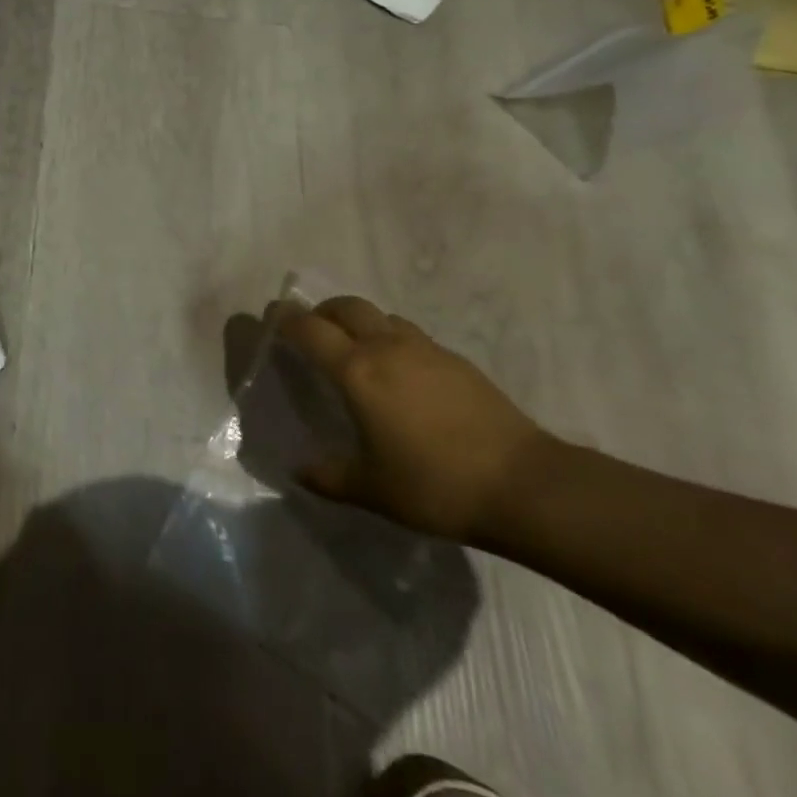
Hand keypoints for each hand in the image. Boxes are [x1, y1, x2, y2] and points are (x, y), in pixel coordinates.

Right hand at [274, 295, 551, 543]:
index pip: (310, 329)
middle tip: (312, 331)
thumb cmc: (435, 485)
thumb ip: (328, 477)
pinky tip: (401, 375)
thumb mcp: (372, 490)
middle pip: (347, 306)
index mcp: (357, 371)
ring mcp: (426, 350)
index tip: (272, 318)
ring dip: (360, 322)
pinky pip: (411, 335)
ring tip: (356, 351)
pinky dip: (392, 339)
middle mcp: (387, 347)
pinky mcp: (456, 361)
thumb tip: (298, 471)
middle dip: (323, 311)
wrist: (523, 484)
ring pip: (382, 316)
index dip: (287, 320)